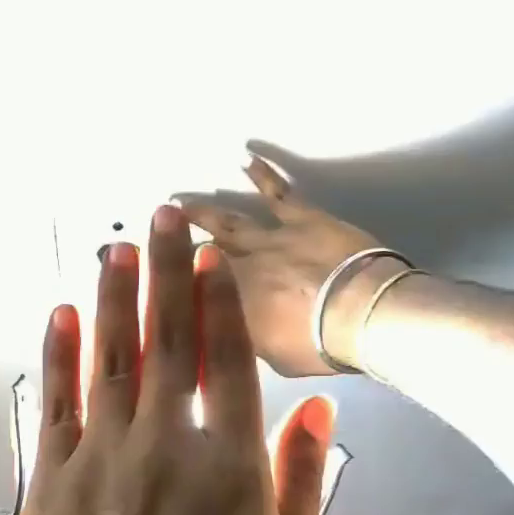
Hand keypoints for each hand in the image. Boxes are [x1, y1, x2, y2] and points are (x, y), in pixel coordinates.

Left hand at [0, 205, 335, 514]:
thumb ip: (303, 490)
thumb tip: (316, 413)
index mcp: (231, 471)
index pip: (228, 362)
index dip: (218, 301)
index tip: (211, 254)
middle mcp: (165, 448)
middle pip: (167, 341)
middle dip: (167, 270)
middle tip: (163, 214)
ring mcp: (100, 460)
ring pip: (109, 358)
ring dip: (113, 295)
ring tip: (116, 245)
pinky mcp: (51, 480)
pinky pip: (55, 402)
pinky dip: (59, 354)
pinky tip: (63, 313)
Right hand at [178, 144, 400, 375]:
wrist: (361, 314)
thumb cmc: (316, 345)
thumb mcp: (267, 356)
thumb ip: (244, 338)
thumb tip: (228, 331)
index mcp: (228, 305)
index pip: (190, 289)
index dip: (171, 282)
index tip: (152, 275)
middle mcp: (239, 267)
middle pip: (202, 252)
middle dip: (177, 243)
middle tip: (158, 233)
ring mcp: (269, 238)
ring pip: (228, 221)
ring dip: (203, 212)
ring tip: (179, 203)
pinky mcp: (302, 218)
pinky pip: (278, 193)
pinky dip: (261, 174)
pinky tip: (245, 159)